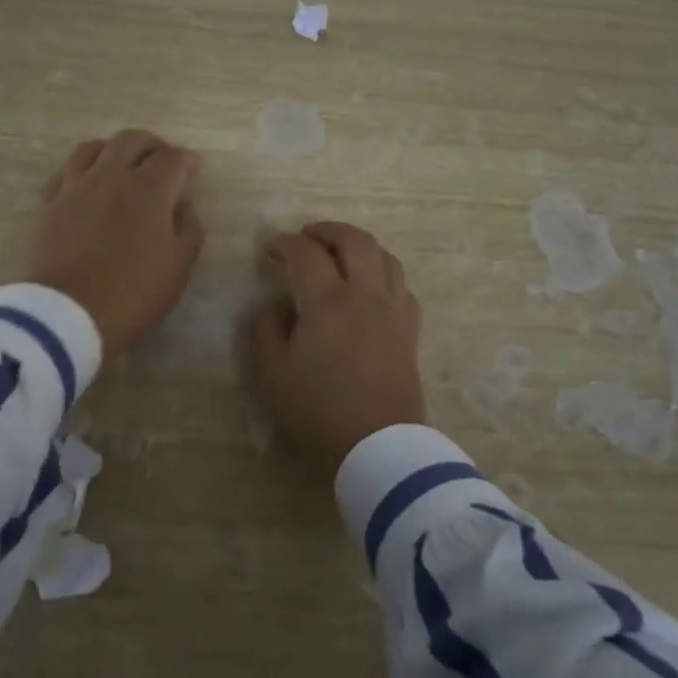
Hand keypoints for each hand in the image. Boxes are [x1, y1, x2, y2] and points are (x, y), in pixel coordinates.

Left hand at [29, 130, 205, 356]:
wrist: (68, 314)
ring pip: (93, 147)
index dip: (188, 159)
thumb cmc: (133, 294)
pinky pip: (66, 171)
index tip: (196, 167)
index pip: (173, 158)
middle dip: (153, 145)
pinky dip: (83, 169)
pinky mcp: (51, 203)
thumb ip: (189, 228)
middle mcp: (111, 176)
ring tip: (123, 164)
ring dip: (114, 149)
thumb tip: (182, 204)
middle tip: (162, 160)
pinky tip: (88, 182)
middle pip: (131, 140)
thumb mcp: (179, 267)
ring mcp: (76, 187)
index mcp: (149, 190)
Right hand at [249, 222, 425, 471]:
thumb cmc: (318, 410)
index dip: (285, 243)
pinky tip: (370, 286)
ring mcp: (393, 310)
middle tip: (307, 236)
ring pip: (385, 257)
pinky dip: (383, 273)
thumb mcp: (272, 373)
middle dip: (327, 230)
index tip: (270, 248)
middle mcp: (365, 294)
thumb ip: (266, 329)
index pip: (305, 254)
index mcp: (327, 301)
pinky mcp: (410, 330)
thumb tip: (275, 304)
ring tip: (340, 253)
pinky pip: (401, 286)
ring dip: (359, 246)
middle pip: (354, 241)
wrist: (378, 447)